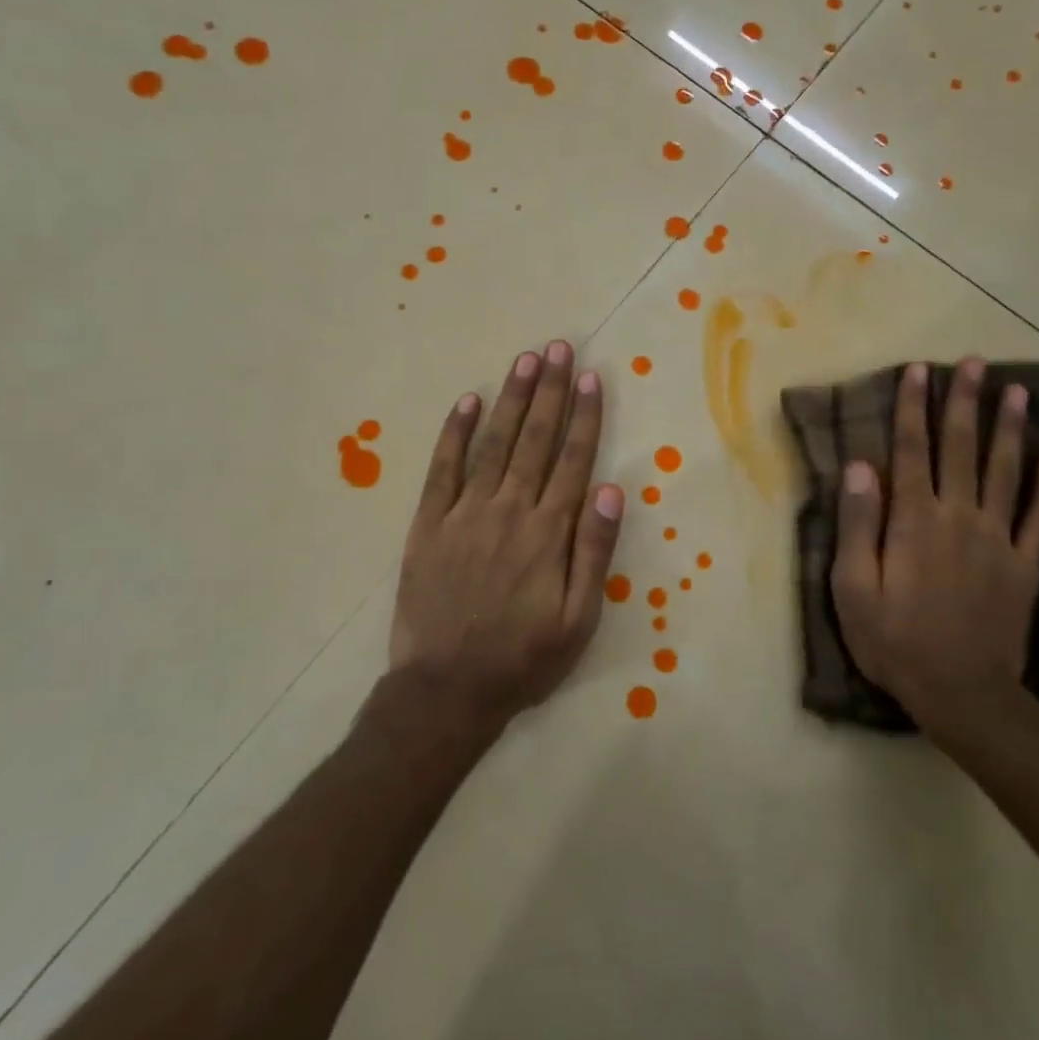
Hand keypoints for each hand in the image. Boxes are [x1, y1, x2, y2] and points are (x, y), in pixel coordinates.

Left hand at [390, 340, 624, 732]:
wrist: (446, 690)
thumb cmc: (523, 658)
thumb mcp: (579, 619)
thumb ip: (595, 551)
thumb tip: (610, 488)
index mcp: (548, 533)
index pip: (573, 460)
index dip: (584, 417)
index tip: (592, 378)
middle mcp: (508, 511)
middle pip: (535, 440)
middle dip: (551, 391)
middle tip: (560, 348)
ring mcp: (464, 514)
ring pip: (494, 443)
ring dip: (512, 399)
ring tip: (526, 360)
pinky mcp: (428, 524)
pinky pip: (442, 468)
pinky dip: (455, 433)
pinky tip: (468, 401)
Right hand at [830, 359, 1038, 733]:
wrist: (961, 694)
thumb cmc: (894, 640)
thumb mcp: (852, 587)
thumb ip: (856, 523)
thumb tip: (860, 466)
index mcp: (914, 520)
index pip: (911, 450)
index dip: (912, 407)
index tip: (917, 370)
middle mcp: (959, 517)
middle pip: (963, 448)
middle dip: (965, 402)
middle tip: (975, 363)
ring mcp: (998, 540)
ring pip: (1006, 472)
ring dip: (1011, 429)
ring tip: (1018, 392)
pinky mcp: (1024, 567)